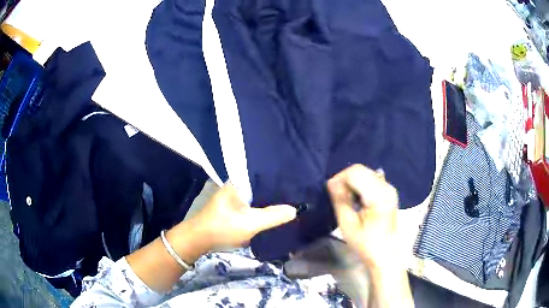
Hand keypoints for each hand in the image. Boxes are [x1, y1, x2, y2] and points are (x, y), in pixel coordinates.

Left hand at [186, 183, 297, 250]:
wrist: (198, 240)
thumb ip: (273, 216)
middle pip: (262, 186)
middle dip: (277, 191)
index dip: (281, 179)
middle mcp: (236, 186)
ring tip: (291, 200)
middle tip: (298, 193)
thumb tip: (296, 209)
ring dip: (270, 200)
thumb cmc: (222, 227)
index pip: (264, 174)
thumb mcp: (250, 223)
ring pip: (257, 196)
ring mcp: (234, 197)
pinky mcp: (233, 208)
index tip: (298, 182)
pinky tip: (274, 212)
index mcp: (239, 182)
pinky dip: (262, 208)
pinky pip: (252, 204)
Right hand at [327, 164, 398, 268]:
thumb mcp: (348, 224)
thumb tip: (331, 182)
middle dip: (345, 179)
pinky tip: (357, 200)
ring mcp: (390, 188)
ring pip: (365, 173)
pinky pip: (371, 179)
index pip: (355, 172)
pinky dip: (360, 185)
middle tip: (337, 197)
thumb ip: (340, 200)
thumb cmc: (366, 243)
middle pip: (361, 170)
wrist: (385, 255)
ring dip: (352, 182)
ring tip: (346, 199)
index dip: (339, 178)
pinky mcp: (389, 192)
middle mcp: (387, 186)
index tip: (330, 192)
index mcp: (378, 195)